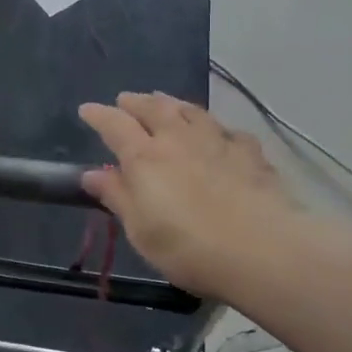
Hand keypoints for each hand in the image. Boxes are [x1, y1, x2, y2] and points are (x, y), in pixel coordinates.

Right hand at [79, 92, 303, 297]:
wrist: (263, 251)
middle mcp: (178, 139)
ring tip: (165, 101)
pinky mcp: (251, 154)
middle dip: (136, 102)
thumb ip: (116, 197)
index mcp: (145, 157)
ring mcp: (217, 142)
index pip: (115, 125)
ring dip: (173, 104)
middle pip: (154, 109)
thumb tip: (92, 174)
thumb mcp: (140, 230)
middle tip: (126, 99)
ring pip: (191, 111)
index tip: (87, 109)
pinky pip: (228, 131)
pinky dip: (216, 128)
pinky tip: (219, 134)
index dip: (99, 115)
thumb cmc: (188, 247)